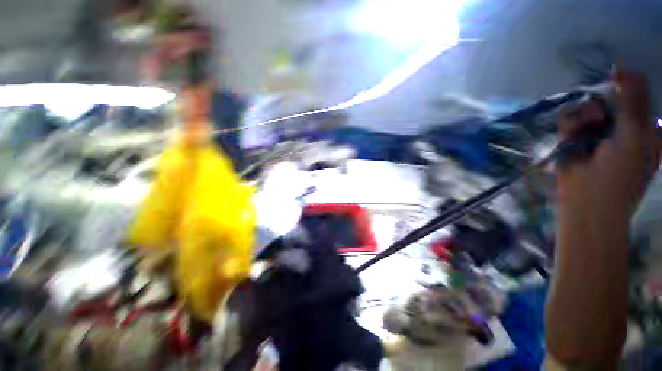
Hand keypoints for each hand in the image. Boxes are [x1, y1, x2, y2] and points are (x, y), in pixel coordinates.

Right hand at [558, 69, 659, 219]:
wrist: (588, 202)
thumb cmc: (621, 173)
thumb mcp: (637, 134)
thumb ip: (633, 100)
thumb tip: (622, 68)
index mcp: (643, 126)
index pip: (634, 93)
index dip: (625, 84)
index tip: (614, 79)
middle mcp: (620, 126)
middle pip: (609, 97)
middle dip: (603, 102)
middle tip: (602, 118)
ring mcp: (595, 133)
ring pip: (587, 107)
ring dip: (585, 115)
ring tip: (584, 132)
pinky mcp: (573, 139)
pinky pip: (569, 120)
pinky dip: (569, 125)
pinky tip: (571, 137)